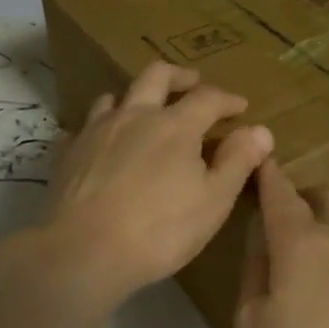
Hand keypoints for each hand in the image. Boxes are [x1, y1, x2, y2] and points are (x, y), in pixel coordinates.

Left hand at [39, 61, 272, 304]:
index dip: (227, 99)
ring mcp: (95, 131)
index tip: (240, 106)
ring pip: (114, 97)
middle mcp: (134, 115)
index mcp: (175, 125)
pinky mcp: (67, 152)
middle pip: (156, 75)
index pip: (207, 97)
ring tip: (143, 112)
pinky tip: (101, 145)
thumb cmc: (159, 230)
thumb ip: (237, 161)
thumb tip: (260, 130)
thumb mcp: (213, 201)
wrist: (82, 252)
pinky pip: (83, 128)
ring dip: (134, 98)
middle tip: (192, 83)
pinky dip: (99, 129)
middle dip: (179, 75)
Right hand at [234, 160, 328, 327]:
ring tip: (293, 260)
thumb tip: (263, 244)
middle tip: (273, 221)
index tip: (250, 160)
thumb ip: (254, 273)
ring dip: (318, 223)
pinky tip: (318, 289)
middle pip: (323, 194)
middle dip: (298, 195)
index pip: (279, 190)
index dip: (264, 173)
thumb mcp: (253, 326)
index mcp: (301, 241)